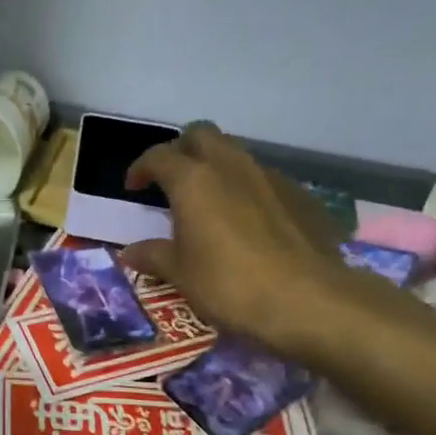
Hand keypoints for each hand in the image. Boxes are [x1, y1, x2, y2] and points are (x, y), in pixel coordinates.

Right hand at [121, 123, 360, 357]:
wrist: (305, 298)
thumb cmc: (228, 284)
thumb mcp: (181, 275)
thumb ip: (154, 256)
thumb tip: (130, 252)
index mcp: (194, 181)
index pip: (159, 156)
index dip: (141, 168)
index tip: (133, 187)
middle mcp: (231, 166)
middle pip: (201, 135)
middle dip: (182, 151)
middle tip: (171, 181)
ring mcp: (270, 177)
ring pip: (235, 154)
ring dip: (216, 168)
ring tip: (209, 202)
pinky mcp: (299, 194)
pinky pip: (264, 180)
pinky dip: (246, 190)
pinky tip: (247, 223)